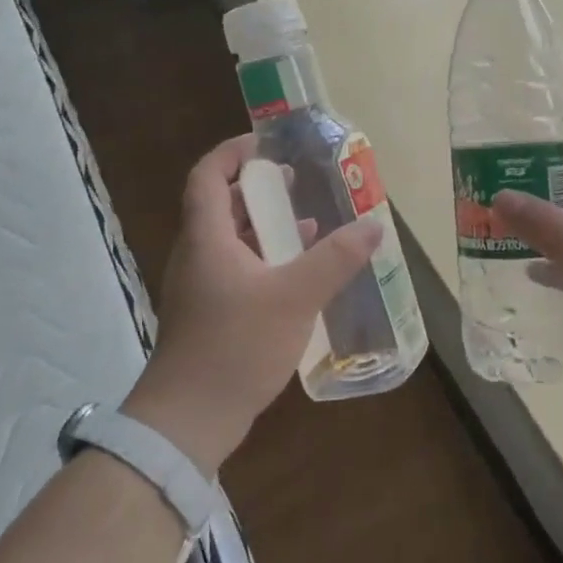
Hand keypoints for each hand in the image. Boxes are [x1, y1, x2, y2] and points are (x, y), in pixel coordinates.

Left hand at [121, 134, 382, 474]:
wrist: (190, 419)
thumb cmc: (236, 345)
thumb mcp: (295, 297)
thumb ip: (335, 259)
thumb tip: (373, 225)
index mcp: (207, 238)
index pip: (207, 176)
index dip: (232, 153)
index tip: (266, 143)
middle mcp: (198, 255)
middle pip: (221, 205)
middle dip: (258, 188)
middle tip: (296, 181)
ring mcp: (201, 287)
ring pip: (232, 240)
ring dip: (265, 226)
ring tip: (309, 223)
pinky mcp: (210, 314)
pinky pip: (238, 269)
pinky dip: (267, 259)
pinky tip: (300, 274)